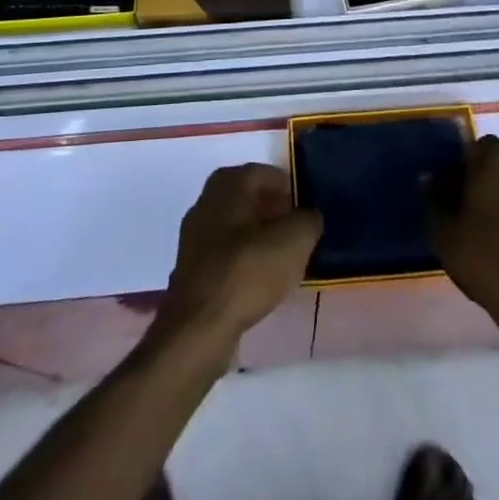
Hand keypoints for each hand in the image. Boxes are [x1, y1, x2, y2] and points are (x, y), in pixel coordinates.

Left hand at [155, 164, 321, 351]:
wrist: (199, 326)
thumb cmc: (248, 271)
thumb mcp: (295, 240)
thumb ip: (308, 220)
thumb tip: (308, 217)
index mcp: (228, 183)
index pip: (264, 173)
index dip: (288, 187)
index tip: (306, 208)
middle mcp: (206, 201)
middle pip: (246, 197)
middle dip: (272, 210)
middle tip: (296, 230)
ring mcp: (194, 236)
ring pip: (234, 226)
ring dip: (257, 236)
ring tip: (282, 257)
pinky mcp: (190, 269)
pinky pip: (224, 253)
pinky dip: (242, 259)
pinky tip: (259, 280)